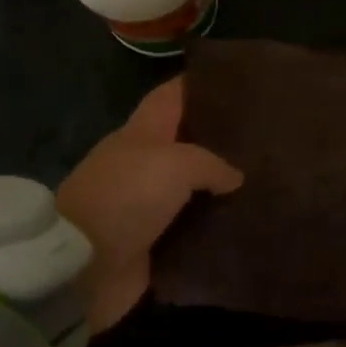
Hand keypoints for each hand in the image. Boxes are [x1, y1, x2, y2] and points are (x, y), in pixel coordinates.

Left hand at [57, 78, 242, 331]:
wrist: (84, 264)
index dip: (198, 84)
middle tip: (260, 139)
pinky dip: (210, 227)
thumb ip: (211, 164)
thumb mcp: (176, 165)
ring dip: (217, 188)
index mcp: (142, 132)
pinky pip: (188, 229)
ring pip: (189, 188)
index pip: (171, 96)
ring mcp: (143, 204)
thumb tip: (235, 177)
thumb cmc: (127, 196)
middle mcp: (142, 163)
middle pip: (184, 142)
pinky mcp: (148, 243)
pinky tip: (241, 224)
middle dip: (217, 139)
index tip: (234, 82)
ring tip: (261, 183)